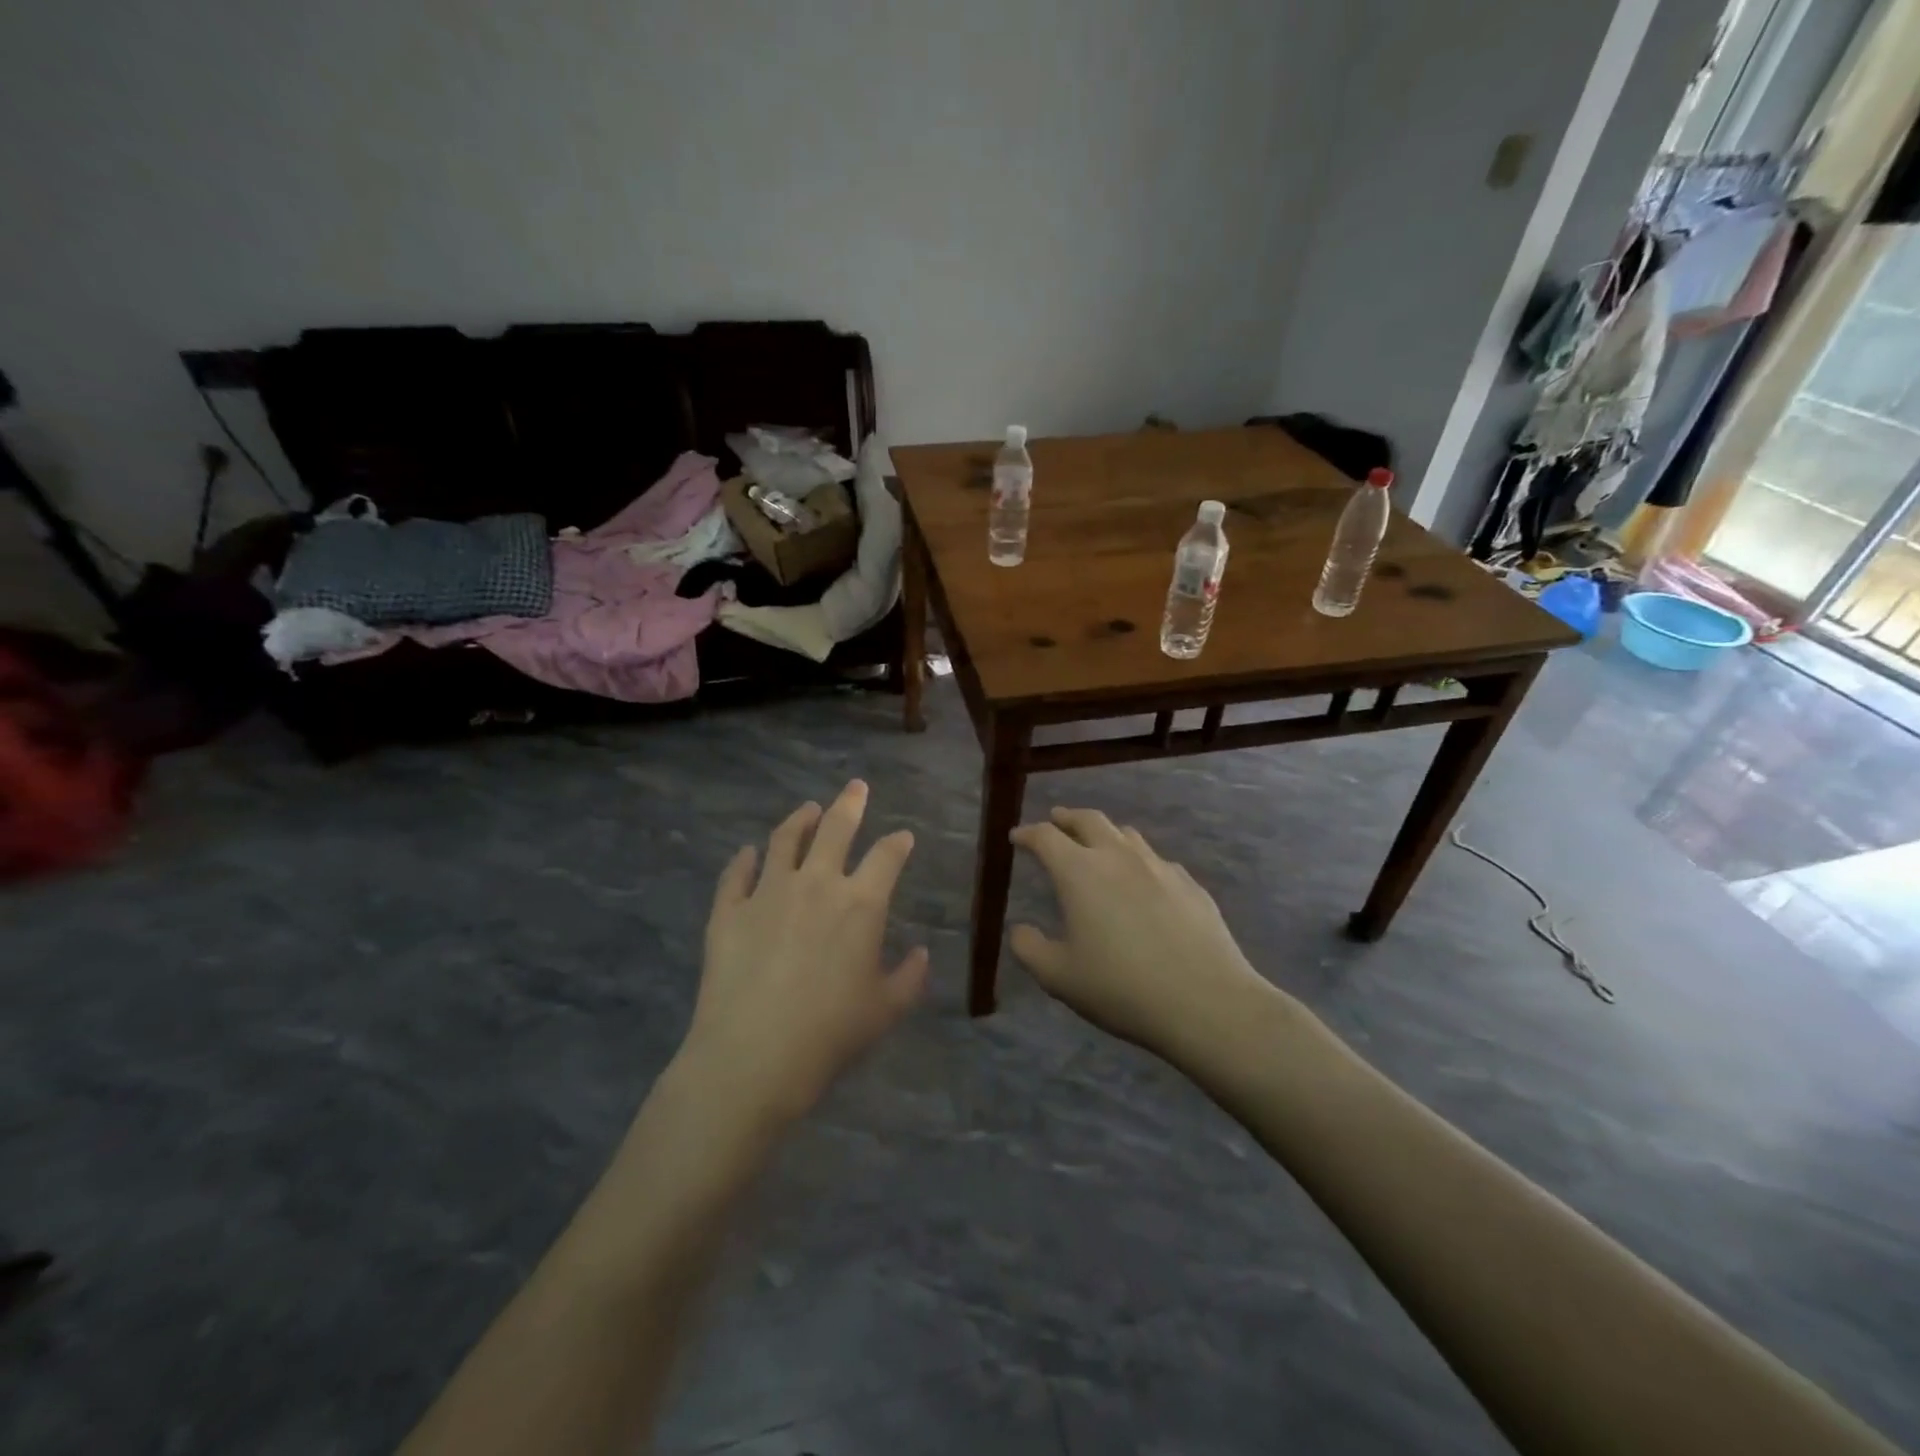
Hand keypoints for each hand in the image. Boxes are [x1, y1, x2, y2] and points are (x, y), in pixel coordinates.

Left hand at [681, 781, 928, 1128]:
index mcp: (861, 903)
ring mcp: (768, 892)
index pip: (886, 857)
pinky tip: (748, 852)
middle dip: (850, 803)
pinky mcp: (729, 910)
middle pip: (836, 828)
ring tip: (808, 809)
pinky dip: (744, 859)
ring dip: (800, 819)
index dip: (898, 843)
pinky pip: (737, 874)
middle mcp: (816, 883)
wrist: (753, 1056)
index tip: (903, 836)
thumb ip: (910, 977)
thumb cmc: (831, 1033)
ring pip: (785, 839)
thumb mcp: (886, 1010)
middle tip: (856, 786)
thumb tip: (921, 953)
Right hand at [1010, 807, 1267, 1055]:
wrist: (1206, 1001)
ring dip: (1105, 833)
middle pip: (1089, 820)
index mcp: (1080, 872)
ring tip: (1097, 844)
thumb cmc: (1121, 988)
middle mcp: (1118, 857)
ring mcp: (1159, 866)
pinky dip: (1138, 861)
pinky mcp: (1190, 884)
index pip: (1046, 837)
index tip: (1017, 837)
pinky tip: (1142, 882)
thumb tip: (1021, 930)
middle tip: (1055, 820)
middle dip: (1067, 818)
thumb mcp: (1059, 977)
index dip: (1027, 833)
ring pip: (1126, 834)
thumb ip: (1030, 949)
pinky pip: (1156, 860)